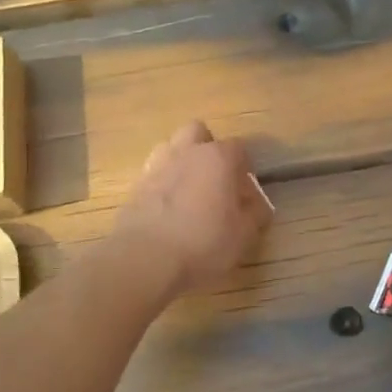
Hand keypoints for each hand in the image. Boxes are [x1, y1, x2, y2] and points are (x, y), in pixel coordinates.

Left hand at [114, 121, 272, 297]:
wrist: (145, 259)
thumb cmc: (204, 242)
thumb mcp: (244, 234)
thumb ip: (255, 213)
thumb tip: (257, 205)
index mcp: (218, 157)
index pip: (239, 149)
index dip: (245, 170)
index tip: (246, 194)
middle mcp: (186, 152)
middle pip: (197, 132)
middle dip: (208, 148)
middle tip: (216, 180)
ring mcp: (156, 167)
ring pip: (170, 148)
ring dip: (181, 162)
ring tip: (189, 192)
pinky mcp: (134, 187)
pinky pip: (153, 175)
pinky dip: (162, 185)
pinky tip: (168, 210)